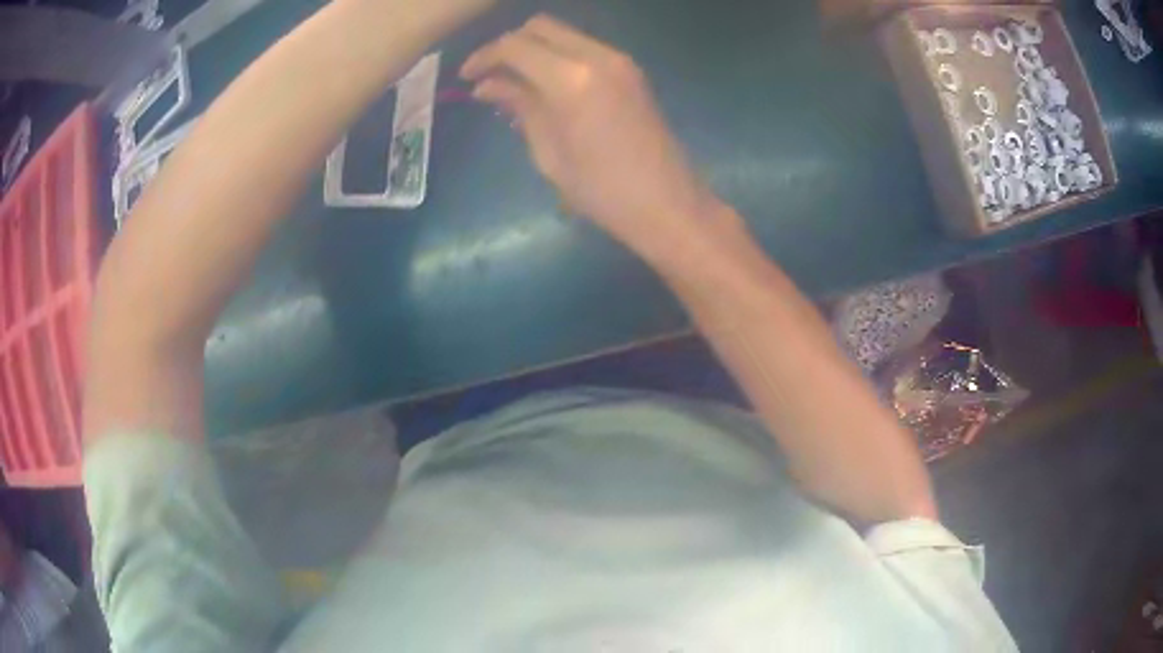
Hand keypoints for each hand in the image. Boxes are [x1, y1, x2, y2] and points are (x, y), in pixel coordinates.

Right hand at [461, 15, 714, 253]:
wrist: (668, 204)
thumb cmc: (602, 191)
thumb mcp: (549, 152)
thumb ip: (519, 107)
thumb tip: (487, 86)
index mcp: (572, 79)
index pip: (515, 46)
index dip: (484, 56)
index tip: (467, 77)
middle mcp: (598, 57)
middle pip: (540, 27)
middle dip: (508, 45)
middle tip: (489, 75)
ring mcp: (620, 61)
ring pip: (564, 34)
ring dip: (534, 49)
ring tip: (514, 83)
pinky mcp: (631, 71)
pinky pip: (584, 48)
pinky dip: (558, 57)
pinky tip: (546, 85)